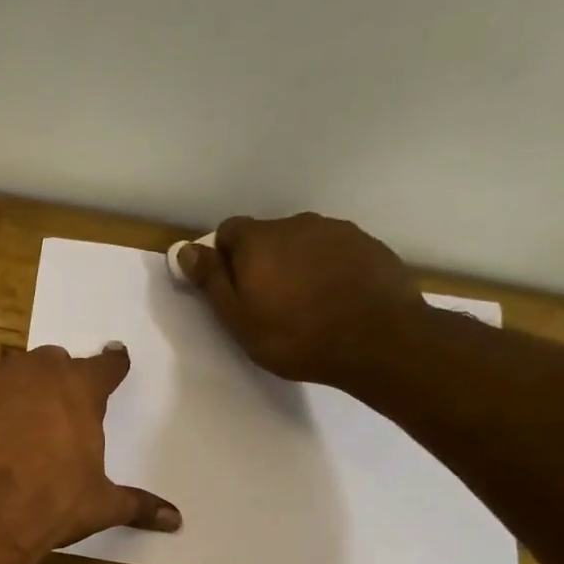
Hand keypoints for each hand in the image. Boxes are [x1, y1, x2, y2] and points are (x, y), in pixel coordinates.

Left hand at [0, 345, 180, 562]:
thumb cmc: (52, 502)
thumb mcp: (99, 505)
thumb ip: (137, 504)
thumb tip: (176, 519)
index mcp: (80, 389)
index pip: (105, 366)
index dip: (112, 364)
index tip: (116, 359)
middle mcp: (37, 373)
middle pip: (53, 361)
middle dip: (57, 378)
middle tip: (58, 404)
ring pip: (10, 372)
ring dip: (16, 389)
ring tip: (14, 420)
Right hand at [183, 214, 425, 385]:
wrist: (378, 339)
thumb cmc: (295, 336)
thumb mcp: (238, 318)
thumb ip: (211, 280)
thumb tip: (186, 248)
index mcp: (259, 240)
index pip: (228, 231)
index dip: (224, 259)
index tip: (232, 290)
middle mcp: (296, 224)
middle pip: (267, 236)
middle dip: (261, 261)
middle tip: (267, 303)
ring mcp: (337, 231)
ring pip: (302, 242)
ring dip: (295, 264)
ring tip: (304, 303)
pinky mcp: (367, 244)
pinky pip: (334, 251)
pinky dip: (326, 269)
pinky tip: (333, 299)